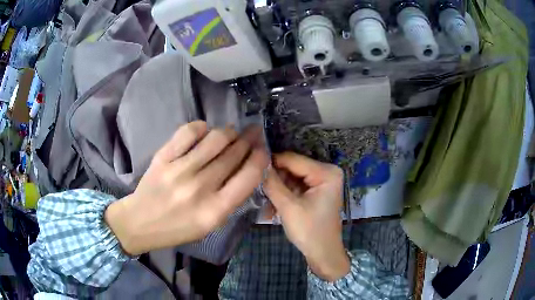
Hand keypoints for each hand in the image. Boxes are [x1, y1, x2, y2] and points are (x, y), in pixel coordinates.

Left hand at [105, 121, 268, 254]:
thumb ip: (230, 199)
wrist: (141, 222)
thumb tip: (245, 168)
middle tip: (253, 132)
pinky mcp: (163, 158)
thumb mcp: (211, 224)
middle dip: (248, 140)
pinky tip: (205, 131)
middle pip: (233, 154)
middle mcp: (200, 188)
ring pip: (215, 139)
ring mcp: (179, 170)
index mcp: (215, 211)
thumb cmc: (178, 228)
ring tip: (231, 132)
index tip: (262, 149)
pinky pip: (188, 132)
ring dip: (229, 132)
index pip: (249, 177)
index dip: (260, 158)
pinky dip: (201, 127)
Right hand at [264, 152, 349, 281]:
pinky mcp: (316, 191)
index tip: (251, 169)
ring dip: (277, 190)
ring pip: (291, 178)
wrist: (323, 254)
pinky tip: (273, 209)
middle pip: (292, 168)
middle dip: (274, 180)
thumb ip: (272, 184)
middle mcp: (327, 172)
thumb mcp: (288, 207)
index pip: (293, 159)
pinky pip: (295, 187)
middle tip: (256, 190)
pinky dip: (284, 196)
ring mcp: (322, 182)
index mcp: (326, 172)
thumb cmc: (310, 231)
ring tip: (265, 204)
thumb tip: (257, 164)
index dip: (271, 163)